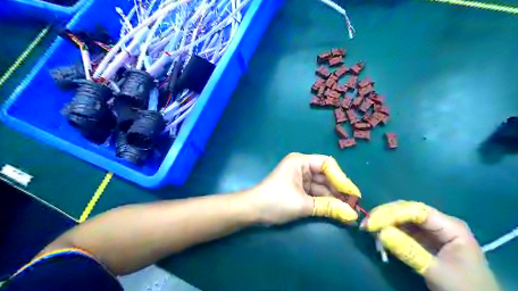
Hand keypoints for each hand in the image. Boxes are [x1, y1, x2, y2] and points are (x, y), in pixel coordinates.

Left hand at [249, 152, 360, 224]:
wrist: (252, 211)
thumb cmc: (275, 202)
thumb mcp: (303, 204)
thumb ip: (328, 207)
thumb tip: (352, 214)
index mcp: (300, 161)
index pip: (327, 164)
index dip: (342, 178)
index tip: (353, 194)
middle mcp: (301, 166)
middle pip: (326, 176)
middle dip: (339, 190)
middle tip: (354, 205)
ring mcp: (300, 177)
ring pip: (322, 186)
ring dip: (334, 198)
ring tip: (348, 211)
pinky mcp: (298, 188)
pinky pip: (315, 192)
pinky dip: (325, 201)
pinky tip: (336, 211)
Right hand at [361, 201, 499, 290]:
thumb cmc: (464, 289)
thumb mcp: (437, 272)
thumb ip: (410, 252)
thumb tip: (381, 233)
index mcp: (449, 226)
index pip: (415, 210)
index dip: (391, 214)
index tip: (371, 223)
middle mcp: (438, 223)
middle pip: (406, 210)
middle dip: (384, 216)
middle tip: (365, 226)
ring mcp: (429, 230)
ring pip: (401, 218)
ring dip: (384, 223)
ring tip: (369, 232)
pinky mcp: (422, 239)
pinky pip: (401, 229)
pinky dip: (388, 232)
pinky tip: (378, 238)